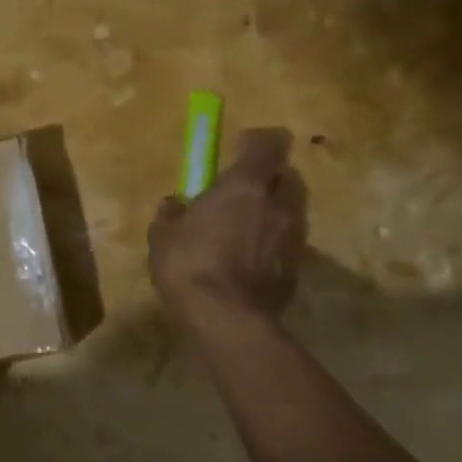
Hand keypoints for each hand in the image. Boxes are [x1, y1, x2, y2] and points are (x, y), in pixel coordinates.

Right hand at [148, 128, 307, 329]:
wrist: (227, 320)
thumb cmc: (190, 264)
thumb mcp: (163, 236)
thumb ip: (172, 214)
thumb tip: (175, 206)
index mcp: (245, 185)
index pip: (269, 143)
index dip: (257, 141)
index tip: (240, 148)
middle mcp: (277, 204)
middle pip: (286, 175)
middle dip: (268, 178)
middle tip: (242, 191)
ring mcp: (293, 237)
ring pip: (289, 211)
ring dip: (271, 213)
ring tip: (244, 231)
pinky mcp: (297, 269)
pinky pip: (286, 244)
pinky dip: (272, 245)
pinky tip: (249, 262)